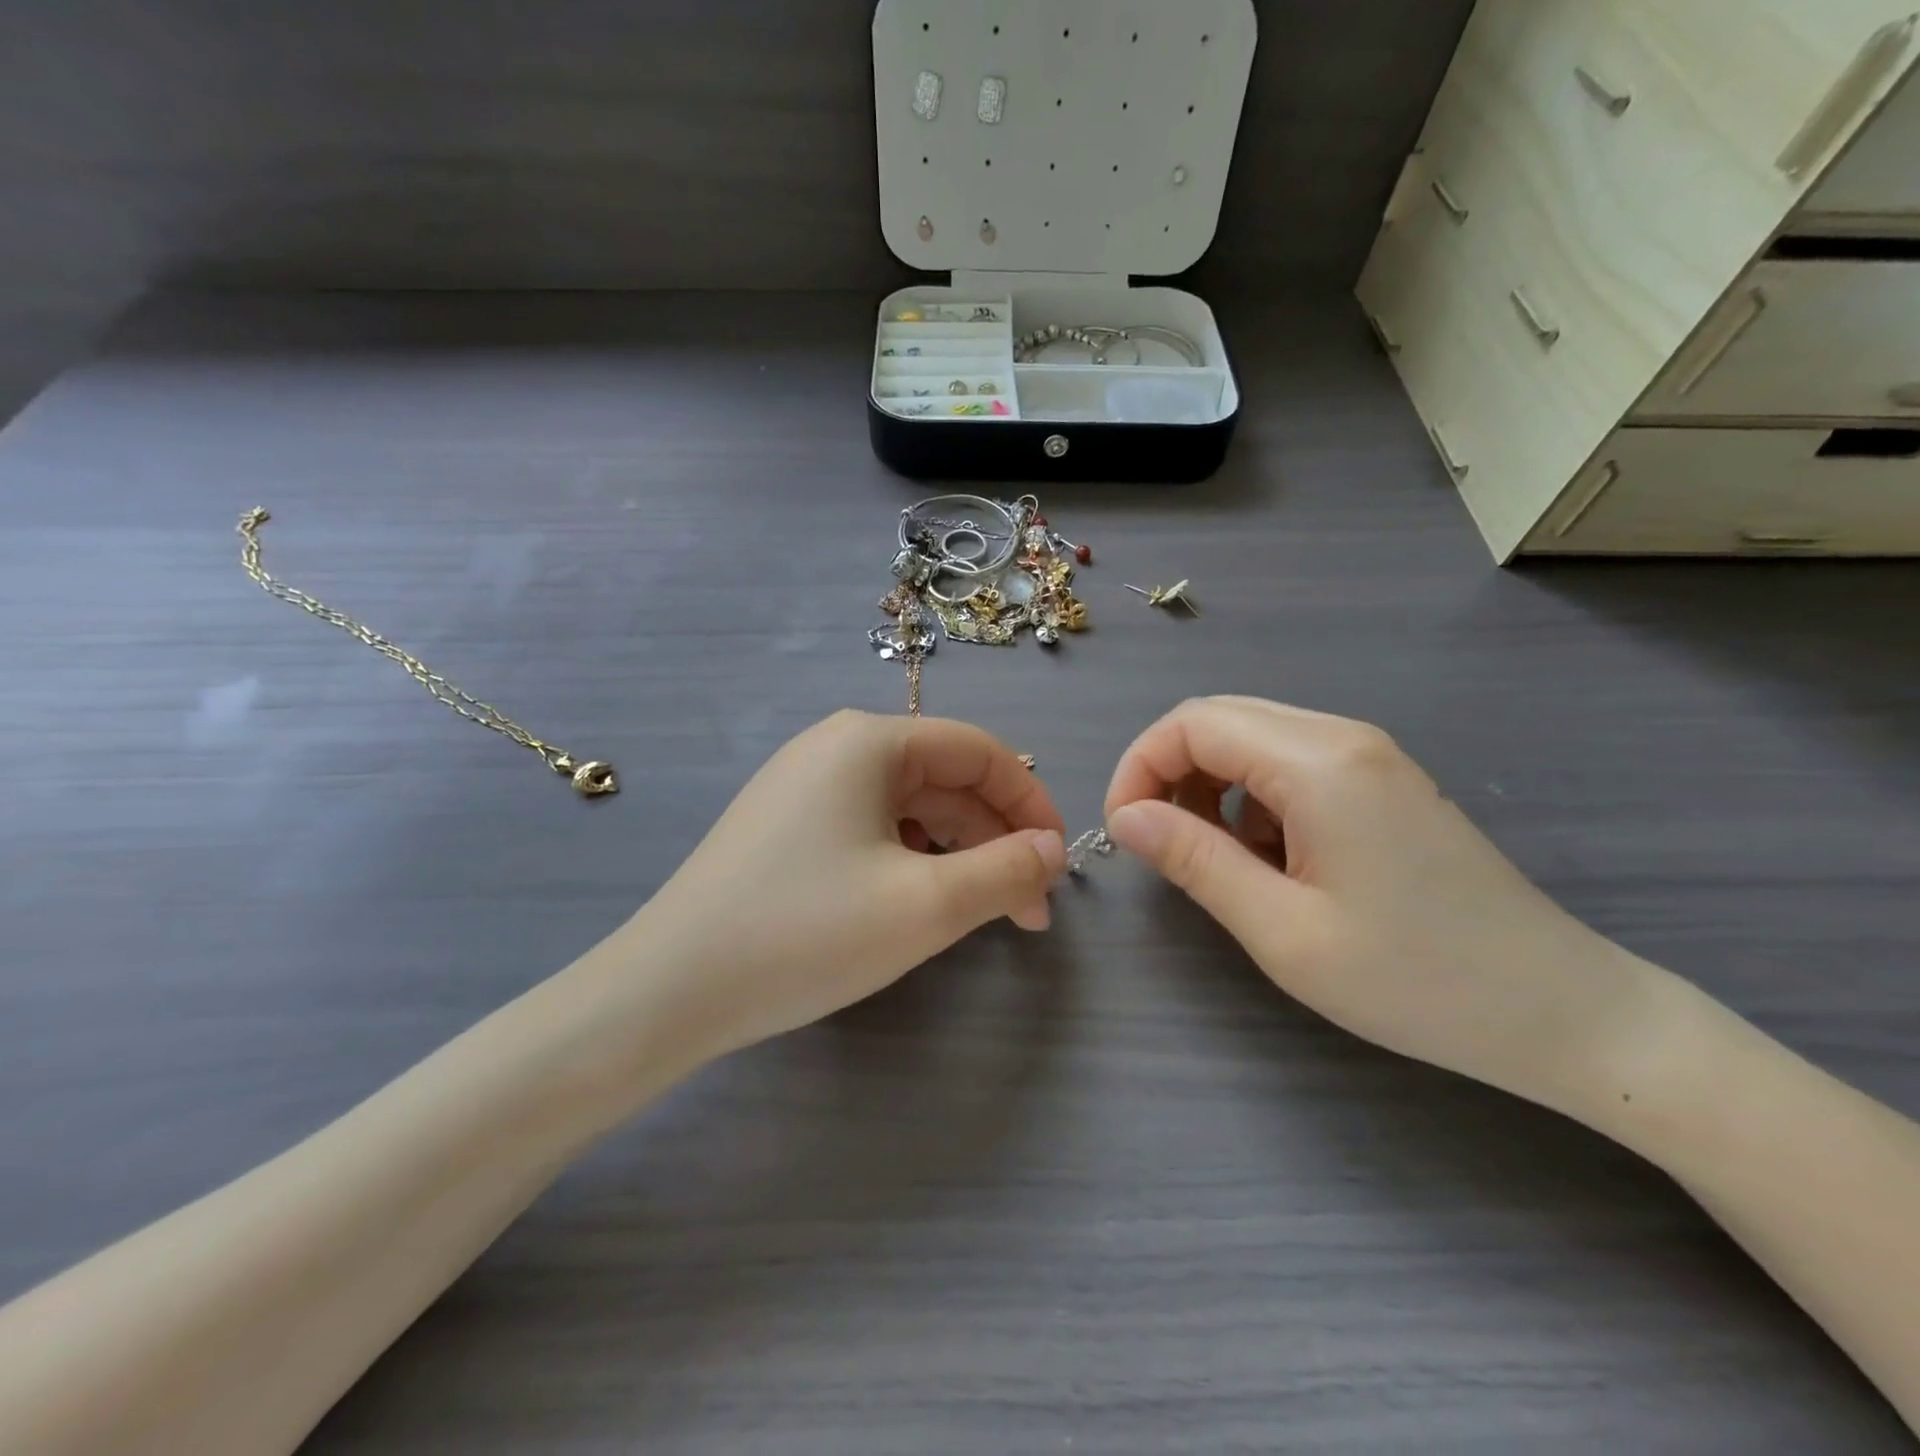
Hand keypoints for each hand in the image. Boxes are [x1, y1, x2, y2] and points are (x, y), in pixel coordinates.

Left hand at [610, 711, 1068, 1059]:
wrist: (667, 992)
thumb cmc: (805, 934)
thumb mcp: (926, 906)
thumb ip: (1006, 871)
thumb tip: (1052, 849)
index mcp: (869, 741)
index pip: (979, 751)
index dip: (1030, 804)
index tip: (1057, 867)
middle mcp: (835, 747)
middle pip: (944, 779)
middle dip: (995, 839)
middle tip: (1026, 912)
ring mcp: (803, 786)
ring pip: (909, 808)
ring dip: (957, 854)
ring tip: (980, 914)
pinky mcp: (785, 827)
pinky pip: (870, 829)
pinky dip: (911, 861)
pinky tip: (918, 904)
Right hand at [1104, 697, 1652, 1106]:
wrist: (1563, 1012)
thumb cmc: (1416, 981)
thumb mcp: (1283, 930)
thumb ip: (1195, 861)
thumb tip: (1127, 817)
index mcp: (1318, 762)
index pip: (1192, 723)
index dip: (1140, 767)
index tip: (1124, 832)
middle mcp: (1343, 737)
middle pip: (1219, 719)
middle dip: (1168, 772)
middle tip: (1158, 844)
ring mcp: (1370, 756)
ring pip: (1252, 739)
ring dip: (1210, 786)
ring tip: (1215, 858)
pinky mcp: (1383, 782)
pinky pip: (1290, 763)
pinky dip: (1252, 797)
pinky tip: (1271, 858)